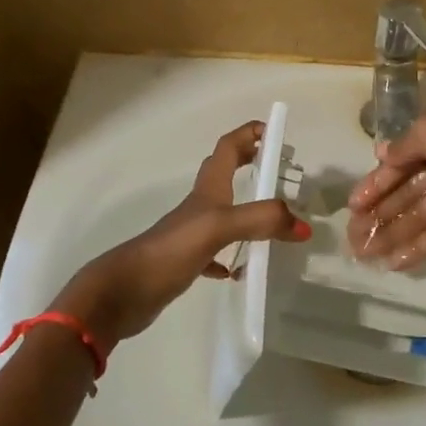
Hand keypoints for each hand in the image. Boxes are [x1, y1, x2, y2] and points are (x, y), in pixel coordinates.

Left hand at [51, 122, 309, 351]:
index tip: (275, 131)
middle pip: (225, 173)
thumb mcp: (218, 228)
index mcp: (208, 190)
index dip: (249, 134)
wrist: (122, 293)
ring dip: (248, 209)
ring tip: (275, 218)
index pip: (228, 148)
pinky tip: (242, 269)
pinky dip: (233, 255)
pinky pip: (216, 252)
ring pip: (224, 212)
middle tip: (279, 167)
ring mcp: (192, 234)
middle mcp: (200, 206)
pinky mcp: (187, 261)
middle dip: (250, 162)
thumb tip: (303, 226)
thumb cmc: (169, 250)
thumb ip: (261, 221)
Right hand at [347, 98, 425, 269]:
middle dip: (378, 210)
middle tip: (351, 233)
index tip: (354, 203)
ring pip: (419, 212)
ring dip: (391, 231)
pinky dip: (417, 246)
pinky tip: (392, 262)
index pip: (401, 156)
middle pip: (406, 187)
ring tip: (362, 253)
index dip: (377, 179)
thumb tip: (382, 153)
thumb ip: (405, 144)